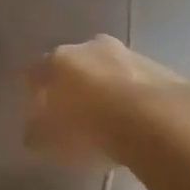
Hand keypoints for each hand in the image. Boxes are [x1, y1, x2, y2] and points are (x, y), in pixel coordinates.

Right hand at [25, 35, 189, 166]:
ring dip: (103, 84)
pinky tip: (133, 115)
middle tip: (72, 109)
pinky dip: (130, 92)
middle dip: (70, 82)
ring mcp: (125, 53)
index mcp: (57, 61)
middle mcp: (88, 48)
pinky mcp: (156, 66)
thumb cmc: (90, 128)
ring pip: (105, 67)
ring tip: (106, 114)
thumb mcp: (52, 141)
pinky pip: (133, 79)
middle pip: (72, 64)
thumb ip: (37, 134)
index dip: (33, 89)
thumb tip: (33, 132)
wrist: (155, 119)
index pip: (35, 71)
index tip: (35, 106)